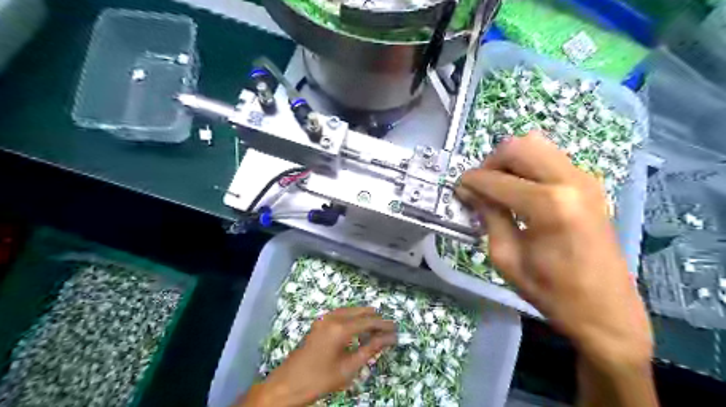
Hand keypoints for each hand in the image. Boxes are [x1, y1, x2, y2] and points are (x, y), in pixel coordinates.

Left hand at [239, 307, 395, 404]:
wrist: (288, 384)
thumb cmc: (320, 379)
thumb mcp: (348, 368)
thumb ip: (370, 349)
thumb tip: (389, 339)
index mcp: (340, 328)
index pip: (369, 321)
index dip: (384, 325)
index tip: (396, 330)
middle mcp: (332, 317)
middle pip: (360, 311)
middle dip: (375, 318)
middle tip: (388, 328)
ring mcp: (324, 319)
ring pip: (350, 310)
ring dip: (364, 317)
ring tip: (377, 327)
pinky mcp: (319, 323)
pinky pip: (341, 314)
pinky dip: (353, 318)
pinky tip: (358, 327)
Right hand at [452, 133, 652, 367]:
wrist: (605, 309)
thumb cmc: (550, 290)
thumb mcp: (506, 256)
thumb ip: (488, 215)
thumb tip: (468, 190)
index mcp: (548, 205)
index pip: (496, 179)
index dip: (471, 181)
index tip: (458, 188)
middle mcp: (569, 181)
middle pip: (519, 146)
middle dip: (492, 162)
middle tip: (481, 186)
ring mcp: (585, 178)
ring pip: (537, 144)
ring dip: (511, 160)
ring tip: (500, 186)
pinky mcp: (590, 183)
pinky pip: (551, 157)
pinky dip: (528, 165)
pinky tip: (522, 190)